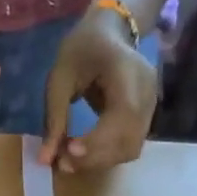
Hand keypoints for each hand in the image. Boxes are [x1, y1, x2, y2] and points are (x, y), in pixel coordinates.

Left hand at [37, 10, 158, 174]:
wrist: (109, 33)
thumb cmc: (81, 49)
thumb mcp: (60, 78)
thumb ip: (54, 118)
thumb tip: (45, 160)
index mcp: (128, 71)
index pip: (122, 114)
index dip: (98, 139)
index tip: (69, 150)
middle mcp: (147, 91)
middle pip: (129, 139)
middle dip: (95, 157)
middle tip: (63, 162)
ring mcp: (151, 105)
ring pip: (131, 148)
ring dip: (100, 161)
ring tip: (70, 160)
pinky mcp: (145, 117)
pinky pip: (129, 145)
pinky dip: (106, 156)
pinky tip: (84, 154)